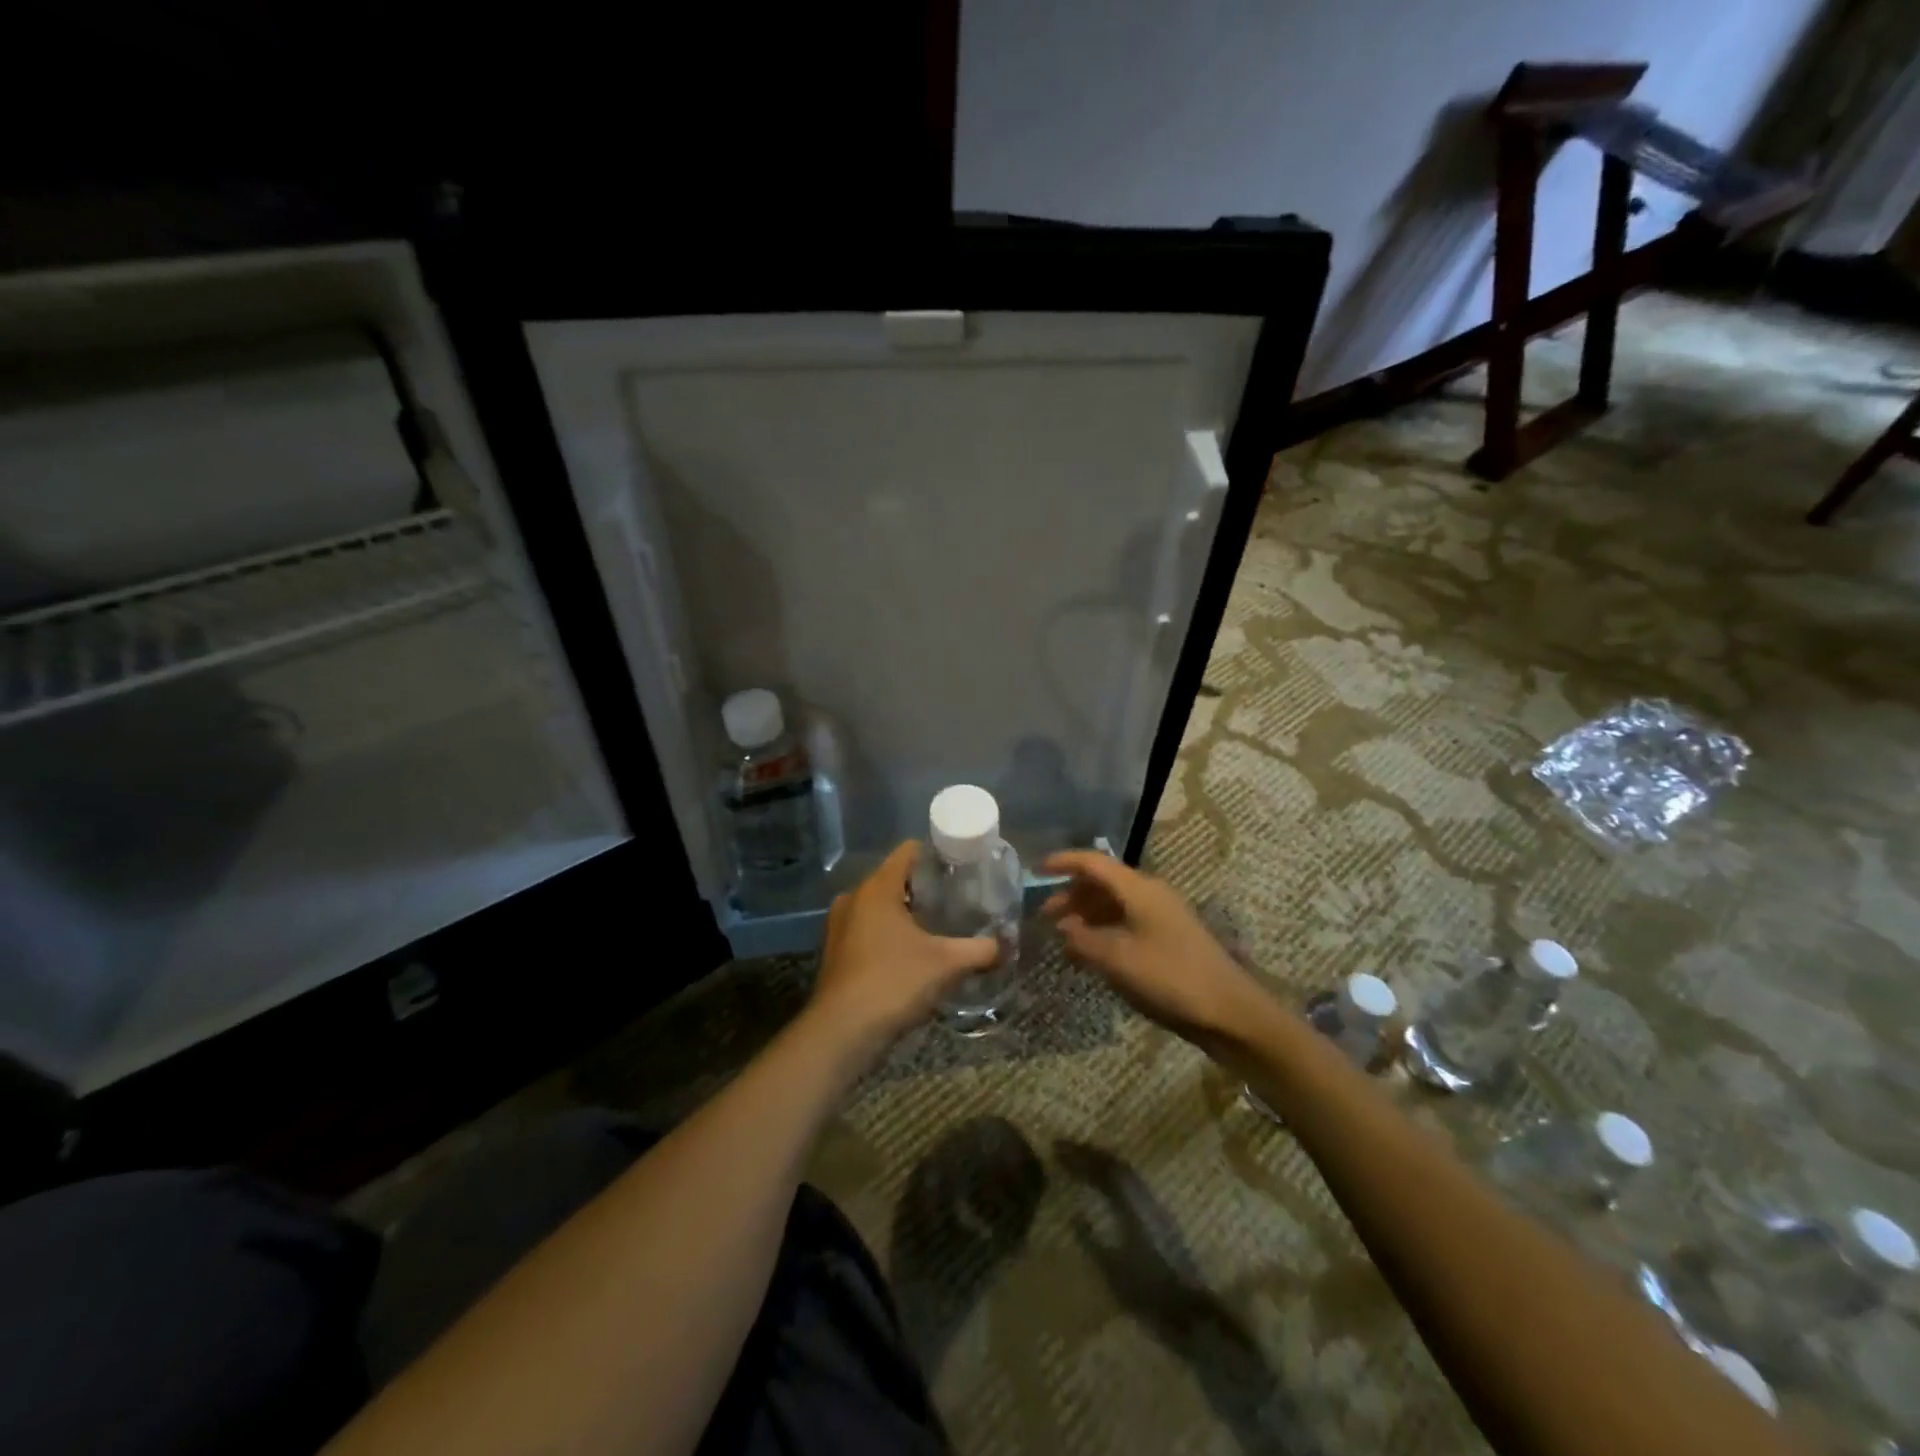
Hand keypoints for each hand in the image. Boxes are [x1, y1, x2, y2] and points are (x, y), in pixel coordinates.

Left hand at [807, 842, 1000, 1063]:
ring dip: (905, 914)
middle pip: (894, 878)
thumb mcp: (947, 964)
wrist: (842, 1032)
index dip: (936, 855)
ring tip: (937, 928)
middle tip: (956, 901)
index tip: (961, 869)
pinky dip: (888, 934)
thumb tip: (1006, 945)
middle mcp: (853, 897)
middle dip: (924, 888)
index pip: (908, 851)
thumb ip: (981, 950)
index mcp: (877, 887)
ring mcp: (839, 925)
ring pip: (879, 906)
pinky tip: (910, 954)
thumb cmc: (894, 983)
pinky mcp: (835, 951)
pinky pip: (867, 929)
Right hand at [1040, 852, 1265, 1047]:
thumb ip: (1084, 940)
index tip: (1034, 870)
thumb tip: (1063, 927)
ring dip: (1087, 915)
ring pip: (1115, 903)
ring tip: (1063, 938)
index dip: (1062, 863)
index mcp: (1139, 889)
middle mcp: (1150, 893)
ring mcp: (1162, 915)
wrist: (1229, 1011)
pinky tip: (1091, 952)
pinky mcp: (1169, 937)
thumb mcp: (1117, 960)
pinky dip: (1104, 930)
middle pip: (1103, 882)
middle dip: (1071, 895)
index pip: (1093, 862)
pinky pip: (1127, 921)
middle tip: (1044, 916)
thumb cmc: (1170, 978)